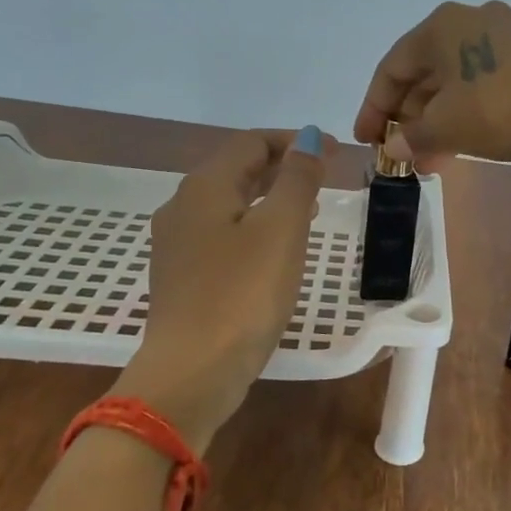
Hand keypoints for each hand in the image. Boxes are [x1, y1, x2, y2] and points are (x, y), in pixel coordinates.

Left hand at [116, 127, 326, 444]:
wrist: (192, 372)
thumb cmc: (242, 294)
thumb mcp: (281, 229)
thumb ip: (297, 179)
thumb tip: (306, 139)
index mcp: (204, 187)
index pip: (251, 143)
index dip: (294, 141)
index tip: (333, 151)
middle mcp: (182, 207)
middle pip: (237, 170)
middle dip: (282, 167)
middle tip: (324, 176)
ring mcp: (177, 244)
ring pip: (230, 204)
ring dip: (270, 197)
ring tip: (308, 208)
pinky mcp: (182, 277)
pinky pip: (223, 234)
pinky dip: (254, 227)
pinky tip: (275, 249)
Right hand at [352, 1, 510, 165]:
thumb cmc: (498, 109)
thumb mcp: (445, 127)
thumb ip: (411, 137)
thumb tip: (393, 148)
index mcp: (441, 25)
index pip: (392, 68)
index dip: (373, 108)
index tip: (365, 140)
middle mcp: (469, 21)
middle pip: (423, 74)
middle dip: (407, 119)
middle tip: (398, 153)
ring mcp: (502, 39)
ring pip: (453, 83)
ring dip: (435, 122)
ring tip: (426, 161)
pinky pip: (479, 87)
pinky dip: (463, 115)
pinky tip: (455, 147)